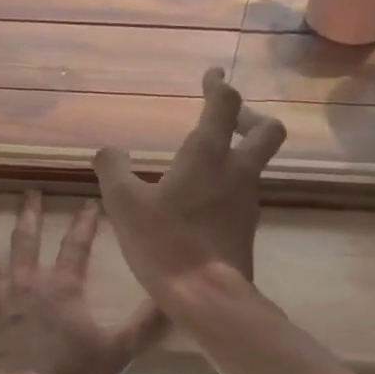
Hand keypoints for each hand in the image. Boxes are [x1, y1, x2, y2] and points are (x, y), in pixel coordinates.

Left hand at [0, 193, 165, 373]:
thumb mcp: (115, 354)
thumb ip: (144, 326)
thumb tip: (177, 302)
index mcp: (61, 289)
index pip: (77, 247)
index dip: (84, 224)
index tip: (88, 202)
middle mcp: (24, 282)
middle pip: (26, 240)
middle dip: (29, 214)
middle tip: (28, 192)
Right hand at [93, 67, 285, 302]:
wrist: (207, 297)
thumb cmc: (165, 242)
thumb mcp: (124, 203)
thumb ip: (113, 169)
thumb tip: (107, 150)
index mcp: (208, 156)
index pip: (226, 105)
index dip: (219, 86)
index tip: (212, 75)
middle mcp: (237, 172)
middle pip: (267, 131)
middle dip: (250, 117)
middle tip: (226, 119)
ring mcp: (247, 201)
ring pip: (257, 163)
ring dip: (239, 152)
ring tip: (204, 161)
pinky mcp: (247, 227)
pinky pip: (244, 191)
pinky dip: (229, 183)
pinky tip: (202, 198)